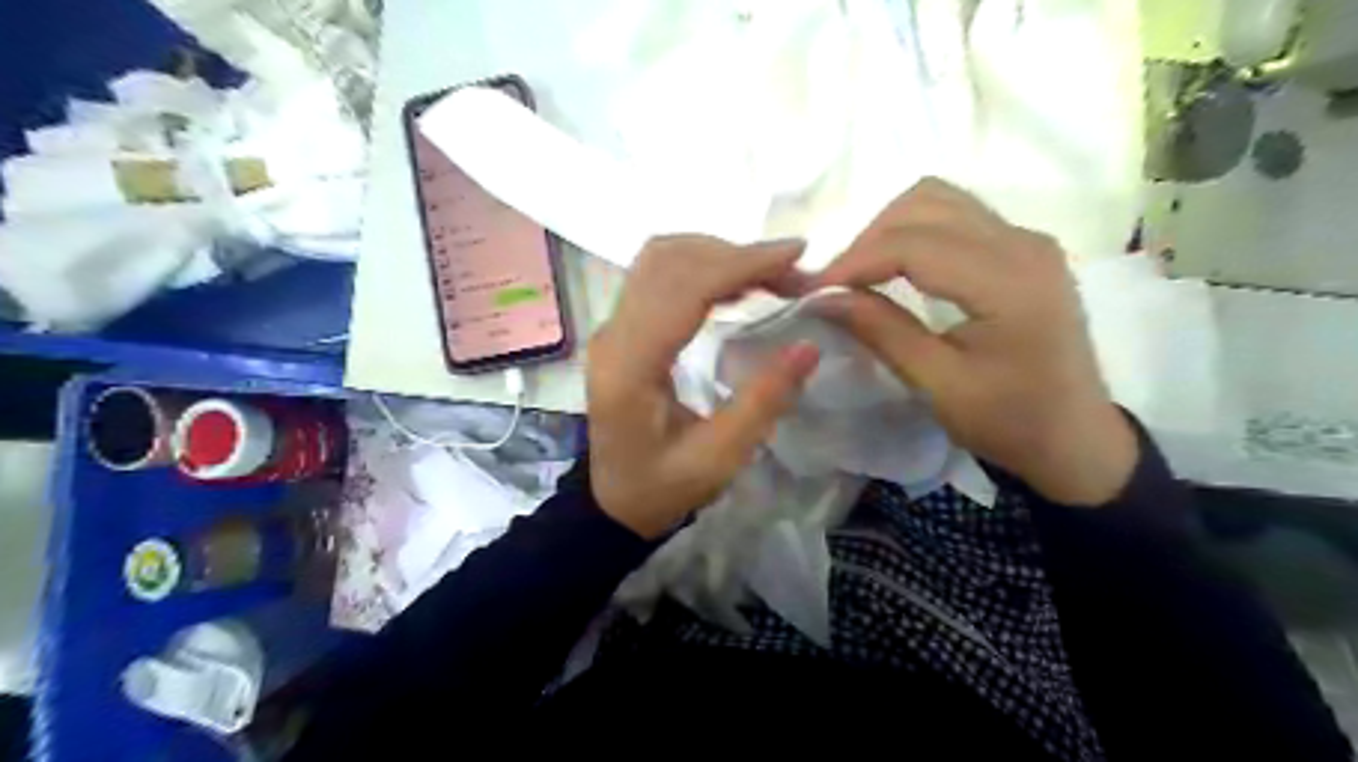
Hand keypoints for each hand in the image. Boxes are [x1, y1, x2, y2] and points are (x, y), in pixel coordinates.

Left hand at [585, 236, 815, 538]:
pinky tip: (735, 283)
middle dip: (736, 255)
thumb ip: (762, 402)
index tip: (795, 255)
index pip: (684, 290)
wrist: (613, 501)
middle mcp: (613, 335)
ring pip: (660, 259)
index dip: (741, 263)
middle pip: (669, 262)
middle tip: (791, 273)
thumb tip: (809, 346)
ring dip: (717, 254)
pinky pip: (657, 276)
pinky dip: (700, 266)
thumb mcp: (719, 459)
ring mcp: (611, 328)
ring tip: (768, 274)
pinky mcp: (620, 328)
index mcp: (631, 367)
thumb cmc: (662, 488)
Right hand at [811, 178, 1137, 504]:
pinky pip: (957, 217)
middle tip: (837, 285)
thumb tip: (822, 297)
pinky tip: (896, 269)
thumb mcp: (937, 385)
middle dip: (869, 239)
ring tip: (862, 275)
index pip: (914, 243)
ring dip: (890, 230)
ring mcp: (1027, 240)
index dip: (855, 261)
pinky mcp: (1023, 249)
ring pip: (939, 201)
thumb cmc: (1009, 421)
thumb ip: (881, 331)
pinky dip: (915, 233)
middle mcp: (1023, 242)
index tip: (812, 290)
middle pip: (925, 203)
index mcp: (1009, 281)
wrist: (1075, 438)